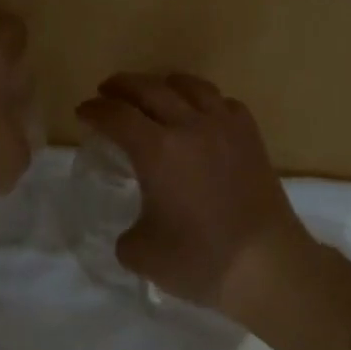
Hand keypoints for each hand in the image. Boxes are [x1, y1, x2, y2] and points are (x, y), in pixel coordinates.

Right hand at [76, 72, 309, 315]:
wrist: (267, 265)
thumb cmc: (200, 260)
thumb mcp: (141, 254)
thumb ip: (126, 234)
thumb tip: (134, 228)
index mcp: (156, 150)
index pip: (116, 116)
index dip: (94, 110)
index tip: (83, 112)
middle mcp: (188, 126)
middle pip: (148, 89)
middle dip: (122, 86)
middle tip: (107, 92)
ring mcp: (224, 127)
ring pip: (189, 86)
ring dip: (162, 83)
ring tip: (153, 92)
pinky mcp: (250, 136)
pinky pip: (223, 102)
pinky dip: (203, 100)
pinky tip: (200, 114)